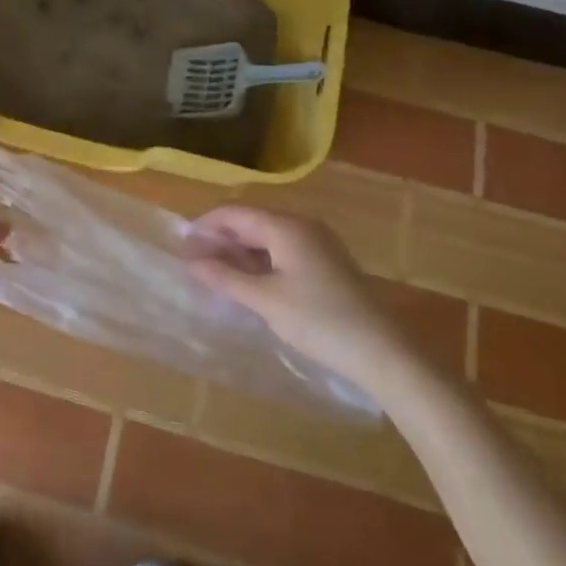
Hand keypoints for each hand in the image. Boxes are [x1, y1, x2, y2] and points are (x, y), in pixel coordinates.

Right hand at [187, 204, 418, 389]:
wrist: (383, 352)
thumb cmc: (318, 320)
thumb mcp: (265, 300)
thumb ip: (226, 278)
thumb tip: (191, 261)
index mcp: (286, 226)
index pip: (235, 213)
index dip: (206, 225)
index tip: (182, 243)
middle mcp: (303, 226)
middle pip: (252, 222)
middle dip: (222, 238)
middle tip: (195, 261)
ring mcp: (319, 244)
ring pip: (269, 238)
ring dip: (241, 252)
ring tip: (217, 273)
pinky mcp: (328, 264)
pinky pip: (284, 251)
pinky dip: (261, 261)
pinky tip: (250, 283)